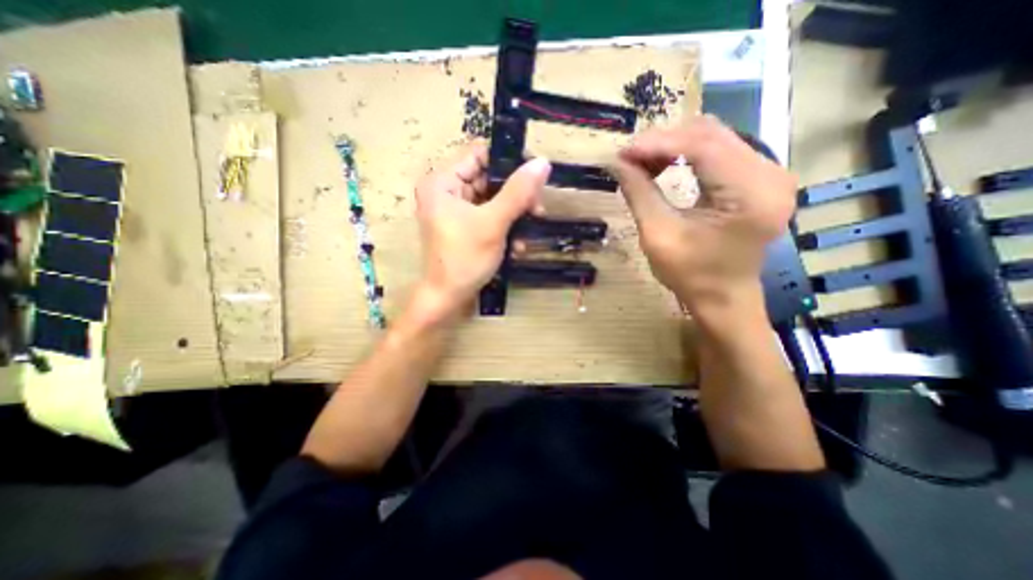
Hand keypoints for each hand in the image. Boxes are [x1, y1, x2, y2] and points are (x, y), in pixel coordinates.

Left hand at [414, 139, 551, 322]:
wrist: (448, 298)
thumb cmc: (465, 259)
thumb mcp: (493, 223)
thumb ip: (518, 192)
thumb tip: (542, 162)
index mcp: (443, 181)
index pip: (479, 153)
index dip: (508, 161)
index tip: (534, 175)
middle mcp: (447, 190)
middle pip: (488, 177)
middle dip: (515, 194)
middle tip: (537, 209)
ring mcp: (455, 210)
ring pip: (492, 199)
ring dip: (514, 214)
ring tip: (530, 229)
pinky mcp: (464, 226)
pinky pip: (488, 216)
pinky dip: (504, 226)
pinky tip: (516, 245)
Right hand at [611, 113, 797, 315]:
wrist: (723, 297)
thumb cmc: (690, 275)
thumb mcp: (657, 236)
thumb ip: (638, 193)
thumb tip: (617, 162)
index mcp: (750, 194)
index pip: (702, 146)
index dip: (658, 143)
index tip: (624, 152)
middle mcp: (770, 174)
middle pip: (711, 134)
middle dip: (664, 142)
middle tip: (629, 158)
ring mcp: (770, 173)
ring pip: (715, 137)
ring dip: (674, 145)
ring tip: (643, 163)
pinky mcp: (761, 178)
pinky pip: (721, 150)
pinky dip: (687, 154)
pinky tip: (666, 165)